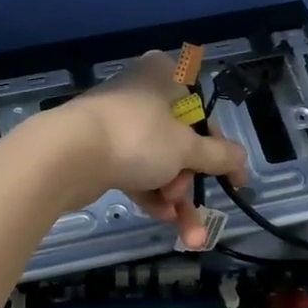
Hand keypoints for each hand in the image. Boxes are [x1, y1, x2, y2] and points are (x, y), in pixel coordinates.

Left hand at [42, 50, 247, 249]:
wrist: (65, 156)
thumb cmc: (136, 138)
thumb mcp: (186, 148)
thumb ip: (218, 156)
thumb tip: (242, 160)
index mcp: (164, 76)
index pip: (204, 112)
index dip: (221, 149)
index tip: (236, 181)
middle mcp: (141, 94)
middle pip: (180, 142)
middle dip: (190, 181)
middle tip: (188, 200)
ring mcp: (118, 124)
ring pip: (158, 162)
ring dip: (175, 197)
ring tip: (185, 231)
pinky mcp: (100, 151)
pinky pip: (135, 172)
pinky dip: (151, 194)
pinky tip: (162, 218)